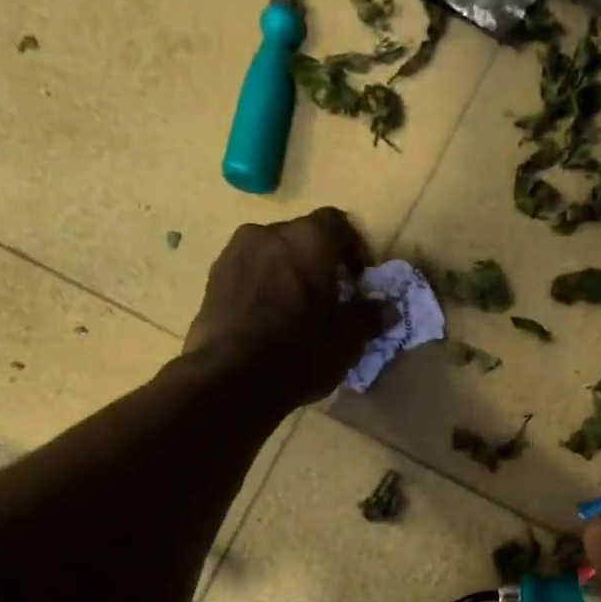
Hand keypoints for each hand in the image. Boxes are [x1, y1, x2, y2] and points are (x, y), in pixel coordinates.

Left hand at [184, 208, 390, 407]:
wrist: (233, 377)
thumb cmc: (302, 350)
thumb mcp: (348, 339)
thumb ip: (370, 316)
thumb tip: (388, 308)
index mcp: (309, 239)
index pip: (338, 224)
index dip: (353, 250)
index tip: (359, 280)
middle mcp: (268, 234)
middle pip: (302, 238)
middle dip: (319, 263)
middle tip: (330, 298)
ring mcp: (235, 254)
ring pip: (272, 255)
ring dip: (287, 274)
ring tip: (297, 311)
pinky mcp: (212, 280)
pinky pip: (248, 275)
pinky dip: (262, 289)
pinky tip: (269, 322)